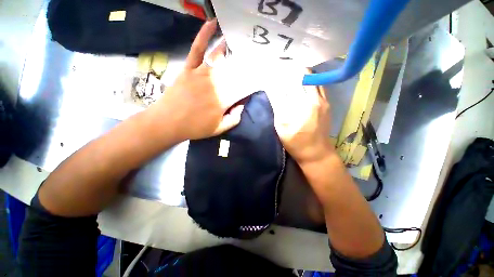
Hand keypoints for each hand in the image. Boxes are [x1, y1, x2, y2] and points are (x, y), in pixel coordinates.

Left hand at [147, 19, 249, 141]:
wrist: (168, 122)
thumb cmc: (195, 127)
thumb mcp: (219, 129)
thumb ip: (234, 119)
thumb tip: (241, 106)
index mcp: (223, 100)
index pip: (241, 89)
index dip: (250, 84)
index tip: (257, 79)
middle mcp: (215, 83)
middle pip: (233, 71)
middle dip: (243, 65)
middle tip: (252, 60)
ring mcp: (201, 73)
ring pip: (218, 57)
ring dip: (229, 49)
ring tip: (238, 42)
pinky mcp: (189, 69)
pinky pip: (197, 49)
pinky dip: (204, 35)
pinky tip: (212, 24)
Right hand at [268, 73, 333, 164]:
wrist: (316, 153)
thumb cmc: (295, 142)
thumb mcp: (281, 126)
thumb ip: (278, 106)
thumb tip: (274, 90)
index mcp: (299, 106)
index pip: (287, 85)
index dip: (279, 77)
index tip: (272, 72)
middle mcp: (312, 100)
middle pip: (302, 77)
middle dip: (291, 71)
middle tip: (282, 69)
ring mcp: (323, 101)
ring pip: (313, 79)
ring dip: (302, 74)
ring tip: (292, 73)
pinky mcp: (327, 104)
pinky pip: (319, 86)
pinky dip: (310, 81)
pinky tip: (303, 83)